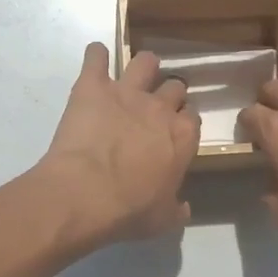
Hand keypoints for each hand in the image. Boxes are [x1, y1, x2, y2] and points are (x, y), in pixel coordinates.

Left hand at [36, 44, 200, 245]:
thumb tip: (184, 207)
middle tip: (154, 107)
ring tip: (132, 76)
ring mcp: (126, 91)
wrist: (84, 193)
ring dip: (141, 67)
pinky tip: (94, 61)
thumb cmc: (128, 211)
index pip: (192, 118)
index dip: (183, 123)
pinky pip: (96, 56)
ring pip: (145, 61)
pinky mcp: (93, 85)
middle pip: (174, 86)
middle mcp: (160, 107)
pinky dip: (95, 56)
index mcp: (182, 137)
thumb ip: (176, 209)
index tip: (173, 133)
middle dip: (167, 93)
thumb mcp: (162, 220)